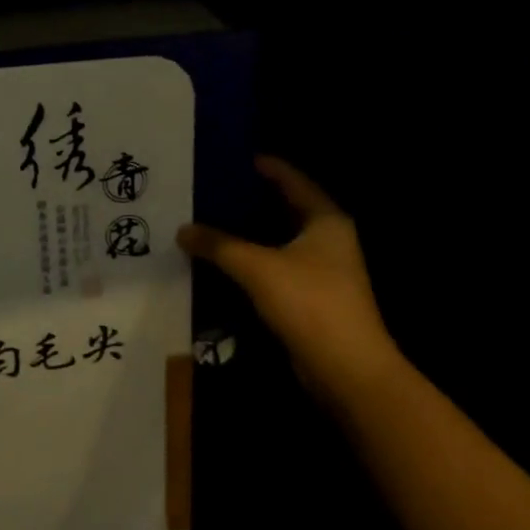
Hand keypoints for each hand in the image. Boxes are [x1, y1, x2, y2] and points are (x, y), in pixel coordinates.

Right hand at [177, 157, 399, 398]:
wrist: (347, 372)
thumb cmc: (309, 303)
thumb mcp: (257, 267)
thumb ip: (218, 245)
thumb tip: (182, 229)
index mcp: (325, 219)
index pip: (292, 179)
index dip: (264, 166)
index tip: (231, 157)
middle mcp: (328, 238)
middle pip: (283, 208)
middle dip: (248, 200)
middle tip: (209, 188)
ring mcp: (322, 270)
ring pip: (277, 240)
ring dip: (247, 233)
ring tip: (208, 219)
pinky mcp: (311, 297)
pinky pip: (275, 267)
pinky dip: (251, 261)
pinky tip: (221, 260)